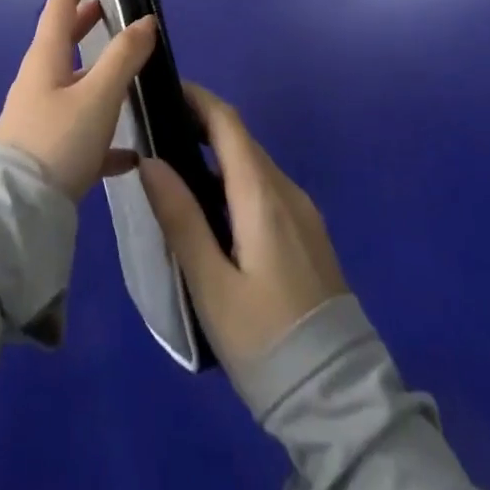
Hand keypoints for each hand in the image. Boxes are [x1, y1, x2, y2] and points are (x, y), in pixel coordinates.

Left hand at [0, 0, 157, 199]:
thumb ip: (124, 56)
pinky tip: (129, 153)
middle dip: (85, 22)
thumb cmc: (58, 140)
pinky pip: (79, 129)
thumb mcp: (98, 95)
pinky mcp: (47, 150)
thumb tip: (146, 20)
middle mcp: (39, 81)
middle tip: (109, 10)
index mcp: (45, 59)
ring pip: (73, 83)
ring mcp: (40, 116)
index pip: (59, 6)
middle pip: (62, 41)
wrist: (18, 211)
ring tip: (127, 70)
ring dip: (97, 71)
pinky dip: (103, 128)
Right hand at [139, 82, 346, 367]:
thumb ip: (181, 218)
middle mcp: (287, 192)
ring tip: (176, 167)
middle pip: (241, 140)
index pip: (228, 123)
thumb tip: (150, 161)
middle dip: (202, 124)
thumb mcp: (211, 285)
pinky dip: (236, 180)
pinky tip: (213, 208)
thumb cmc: (265, 339)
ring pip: (255, 165)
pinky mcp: (309, 236)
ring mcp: (304, 214)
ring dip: (218, 154)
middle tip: (157, 129)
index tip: (163, 89)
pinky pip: (267, 189)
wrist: (339, 400)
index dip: (197, 99)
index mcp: (262, 195)